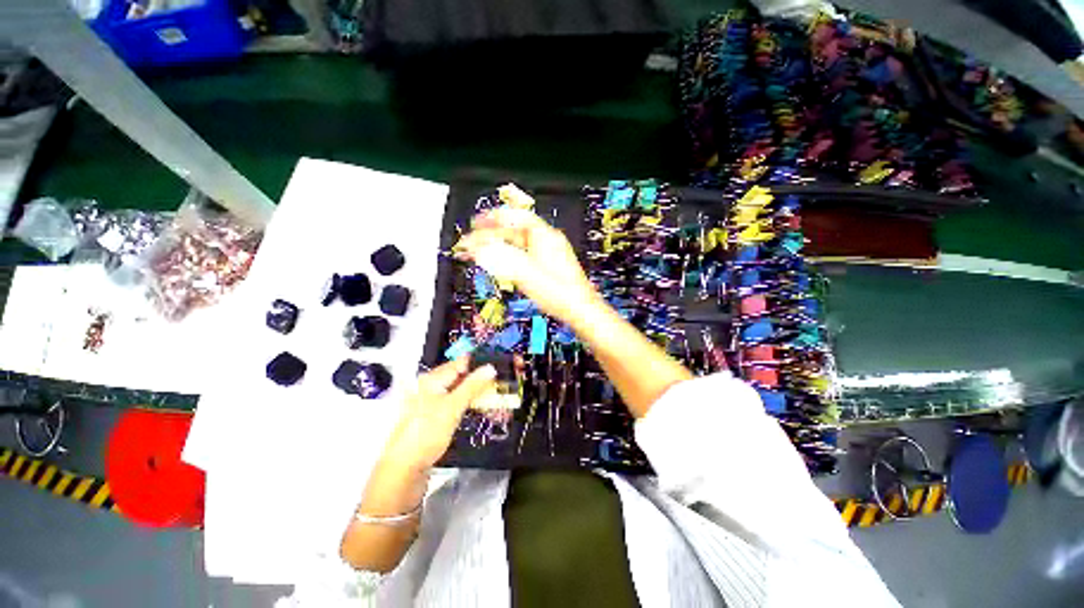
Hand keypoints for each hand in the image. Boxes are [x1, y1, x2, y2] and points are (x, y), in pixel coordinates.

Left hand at [379, 358, 496, 471]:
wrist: (405, 468)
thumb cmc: (427, 432)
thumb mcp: (452, 407)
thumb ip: (472, 386)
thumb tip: (490, 367)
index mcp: (433, 379)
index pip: (461, 363)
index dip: (480, 364)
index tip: (500, 367)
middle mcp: (431, 386)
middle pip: (460, 376)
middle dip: (480, 380)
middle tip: (500, 384)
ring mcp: (432, 402)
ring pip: (460, 390)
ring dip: (477, 393)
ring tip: (495, 397)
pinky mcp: (435, 416)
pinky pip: (456, 403)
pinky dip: (469, 404)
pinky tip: (480, 409)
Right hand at [455, 208, 601, 326]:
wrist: (580, 310)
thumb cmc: (558, 292)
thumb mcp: (526, 274)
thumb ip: (501, 259)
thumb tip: (478, 248)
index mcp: (545, 236)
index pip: (516, 217)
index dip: (494, 217)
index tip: (477, 222)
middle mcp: (548, 241)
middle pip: (516, 230)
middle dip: (493, 234)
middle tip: (475, 240)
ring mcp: (550, 254)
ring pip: (520, 243)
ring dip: (501, 246)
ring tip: (483, 251)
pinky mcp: (550, 266)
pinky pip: (526, 254)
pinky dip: (510, 256)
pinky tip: (503, 263)